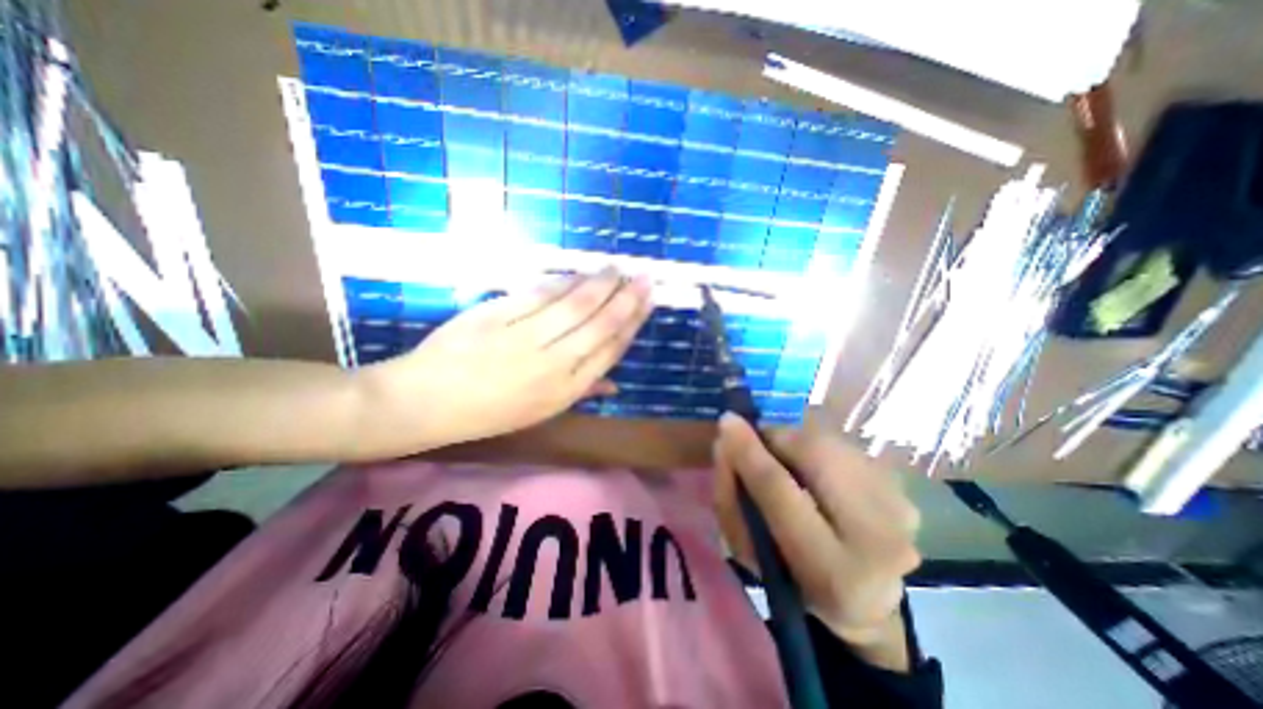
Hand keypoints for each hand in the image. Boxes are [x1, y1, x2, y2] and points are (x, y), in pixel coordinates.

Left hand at [354, 270, 651, 457]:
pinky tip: (578, 273)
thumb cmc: (488, 413)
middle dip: (626, 299)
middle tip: (644, 277)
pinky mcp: (497, 316)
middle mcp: (552, 364)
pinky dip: (563, 281)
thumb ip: (581, 392)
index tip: (647, 302)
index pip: (610, 350)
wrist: (425, 402)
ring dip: (599, 284)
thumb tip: (615, 382)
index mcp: (564, 391)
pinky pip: (538, 294)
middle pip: (599, 324)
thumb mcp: (540, 412)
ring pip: (574, 305)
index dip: (632, 323)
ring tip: (616, 269)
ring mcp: (524, 338)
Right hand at [714, 413, 923, 666]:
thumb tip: (727, 441)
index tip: (726, 422)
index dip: (749, 452)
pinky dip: (816, 447)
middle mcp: (879, 540)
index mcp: (832, 572)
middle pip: (816, 453)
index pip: (780, 491)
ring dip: (796, 441)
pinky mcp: (903, 489)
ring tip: (784, 458)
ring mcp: (900, 510)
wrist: (866, 601)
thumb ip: (731, 498)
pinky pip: (844, 447)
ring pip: (831, 443)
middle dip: (776, 437)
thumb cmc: (793, 579)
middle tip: (756, 440)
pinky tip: (813, 468)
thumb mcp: (751, 553)